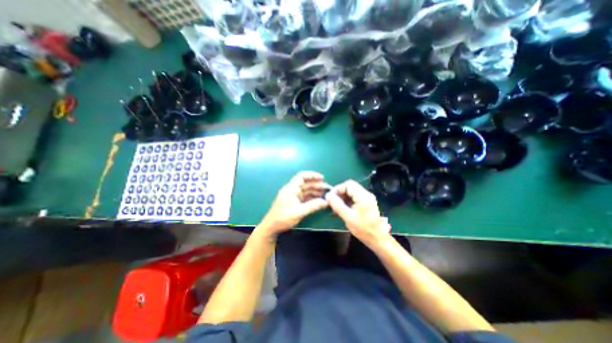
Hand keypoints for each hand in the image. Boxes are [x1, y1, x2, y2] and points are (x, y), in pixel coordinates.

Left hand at [256, 170, 329, 236]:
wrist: (271, 227)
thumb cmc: (283, 218)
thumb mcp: (299, 212)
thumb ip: (313, 206)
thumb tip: (326, 202)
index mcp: (291, 188)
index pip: (302, 176)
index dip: (312, 175)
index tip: (322, 178)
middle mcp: (292, 190)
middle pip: (306, 184)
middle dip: (317, 185)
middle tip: (328, 189)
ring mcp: (293, 196)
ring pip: (306, 190)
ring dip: (316, 191)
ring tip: (326, 195)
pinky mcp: (294, 202)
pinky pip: (305, 197)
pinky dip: (312, 197)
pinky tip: (319, 200)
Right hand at [328, 180, 388, 246]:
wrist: (377, 239)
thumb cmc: (363, 229)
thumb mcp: (348, 217)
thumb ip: (337, 205)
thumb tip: (328, 195)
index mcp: (363, 196)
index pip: (348, 184)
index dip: (338, 189)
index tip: (330, 197)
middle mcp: (365, 194)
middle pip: (349, 187)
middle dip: (339, 193)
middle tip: (331, 202)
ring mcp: (366, 198)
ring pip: (350, 192)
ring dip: (342, 198)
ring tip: (334, 207)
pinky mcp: (364, 203)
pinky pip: (353, 198)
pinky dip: (345, 201)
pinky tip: (340, 209)